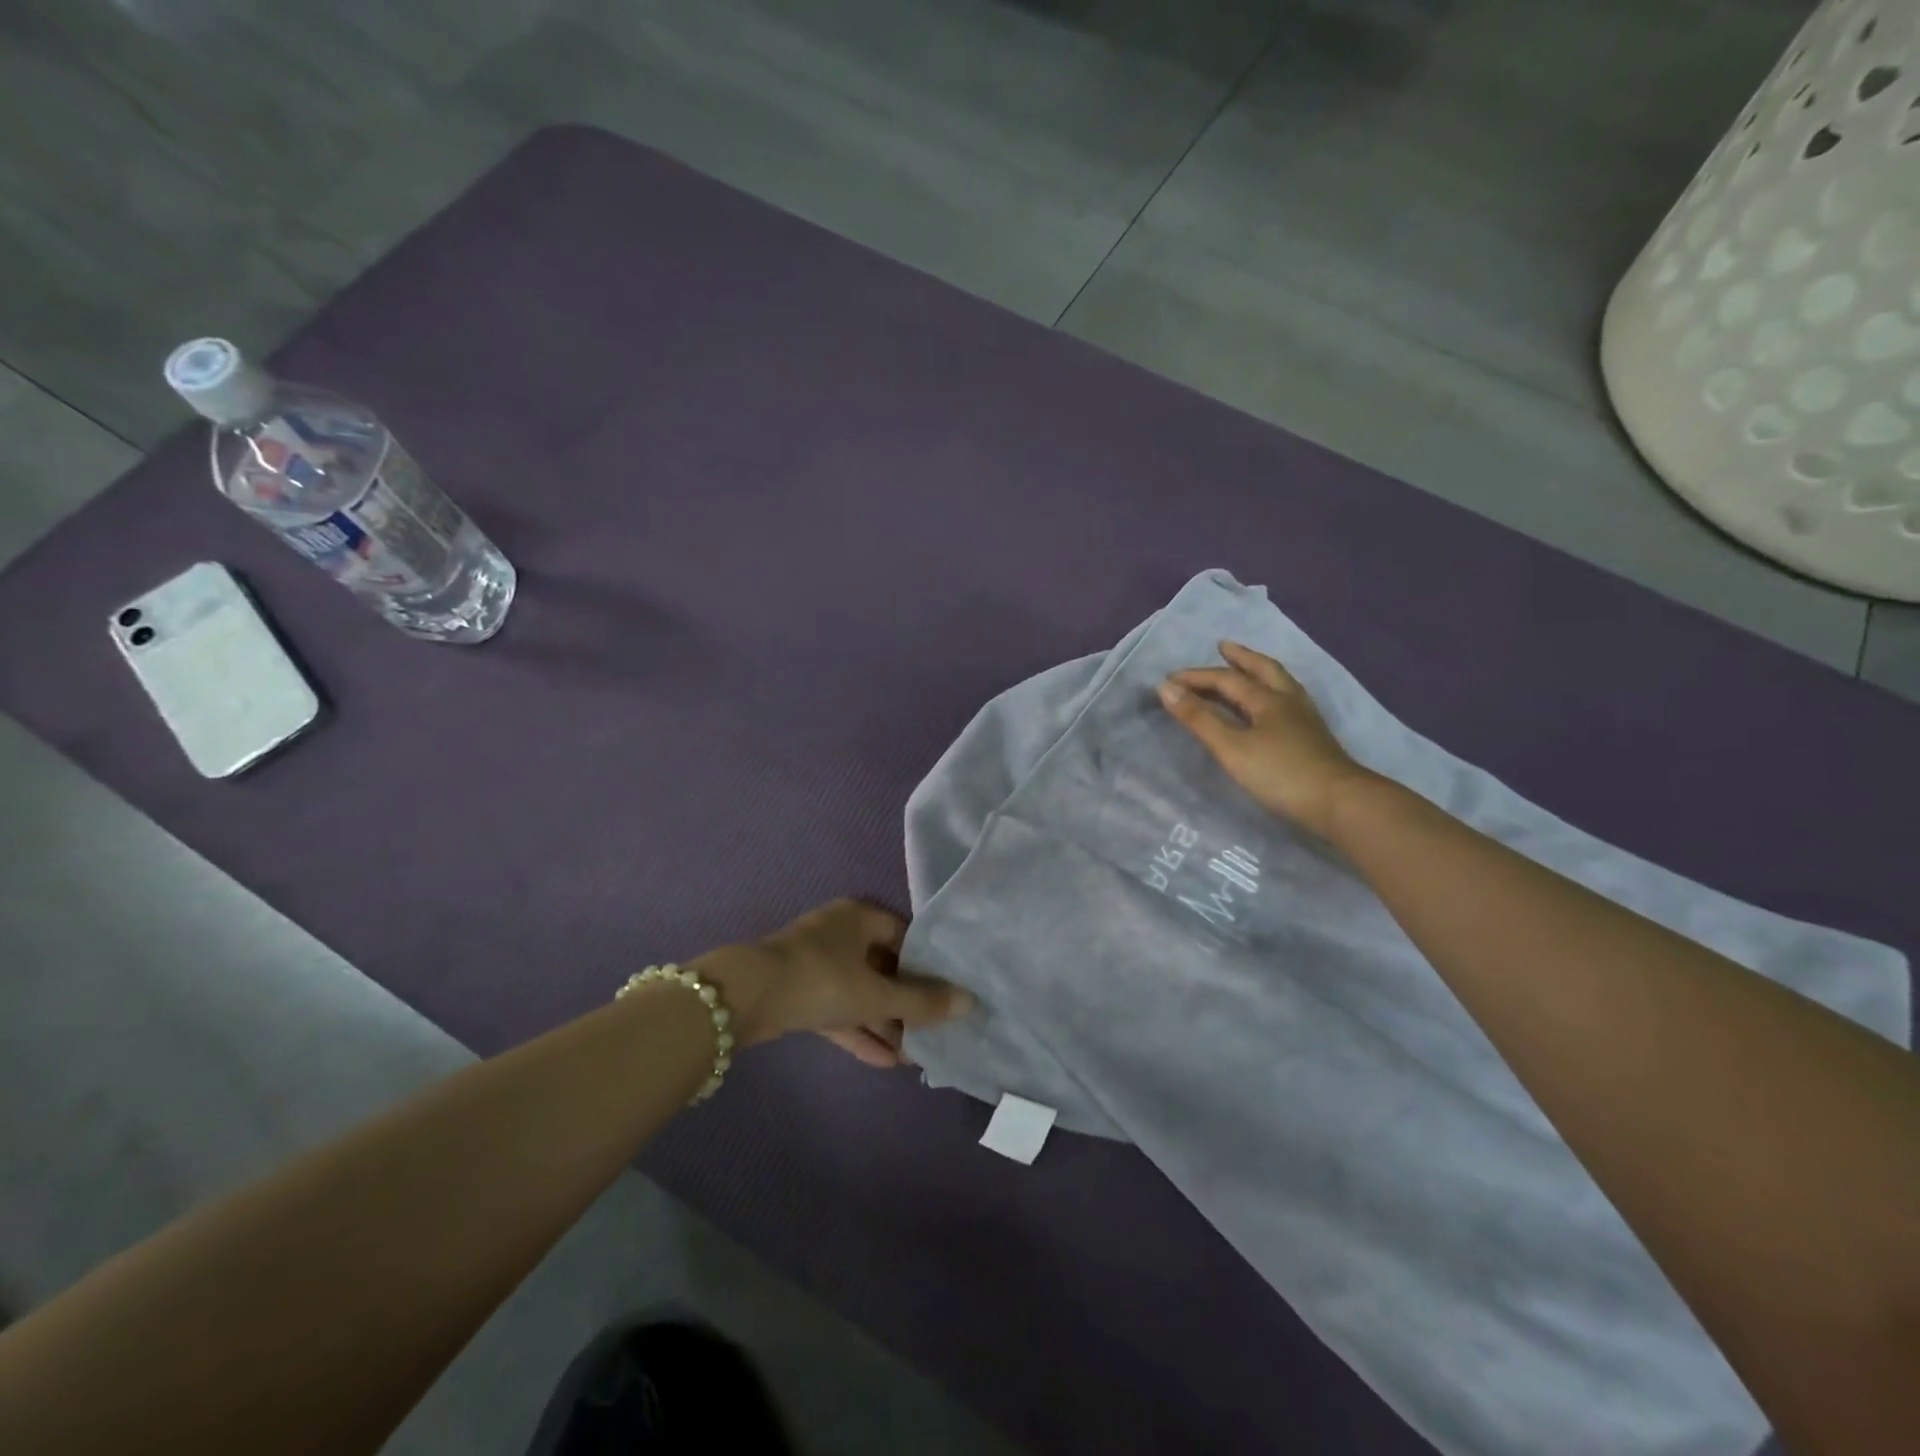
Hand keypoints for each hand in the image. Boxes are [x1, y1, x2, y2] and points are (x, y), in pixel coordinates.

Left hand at [700, 899, 971, 1067]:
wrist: (745, 998)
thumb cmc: (821, 980)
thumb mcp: (877, 994)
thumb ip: (923, 1002)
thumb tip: (970, 1002)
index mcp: (860, 917)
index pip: (906, 936)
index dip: (929, 965)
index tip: (949, 994)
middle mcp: (841, 934)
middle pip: (885, 967)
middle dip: (907, 1003)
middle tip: (933, 1032)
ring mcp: (818, 963)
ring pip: (861, 992)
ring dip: (885, 1023)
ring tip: (915, 1057)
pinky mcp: (800, 992)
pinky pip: (839, 1010)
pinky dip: (859, 1031)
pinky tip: (886, 1062)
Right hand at [1158, 641, 1375, 838]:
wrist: (1339, 803)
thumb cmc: (1280, 774)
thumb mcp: (1231, 748)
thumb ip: (1199, 718)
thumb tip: (1166, 687)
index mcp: (1266, 699)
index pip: (1225, 679)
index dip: (1195, 678)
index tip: (1168, 680)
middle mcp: (1287, 700)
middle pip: (1263, 669)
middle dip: (1240, 657)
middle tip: (1223, 646)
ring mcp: (1305, 719)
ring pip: (1280, 683)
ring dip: (1260, 670)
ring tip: (1248, 667)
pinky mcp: (1313, 737)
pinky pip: (1288, 700)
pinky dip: (1272, 691)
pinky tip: (1272, 705)